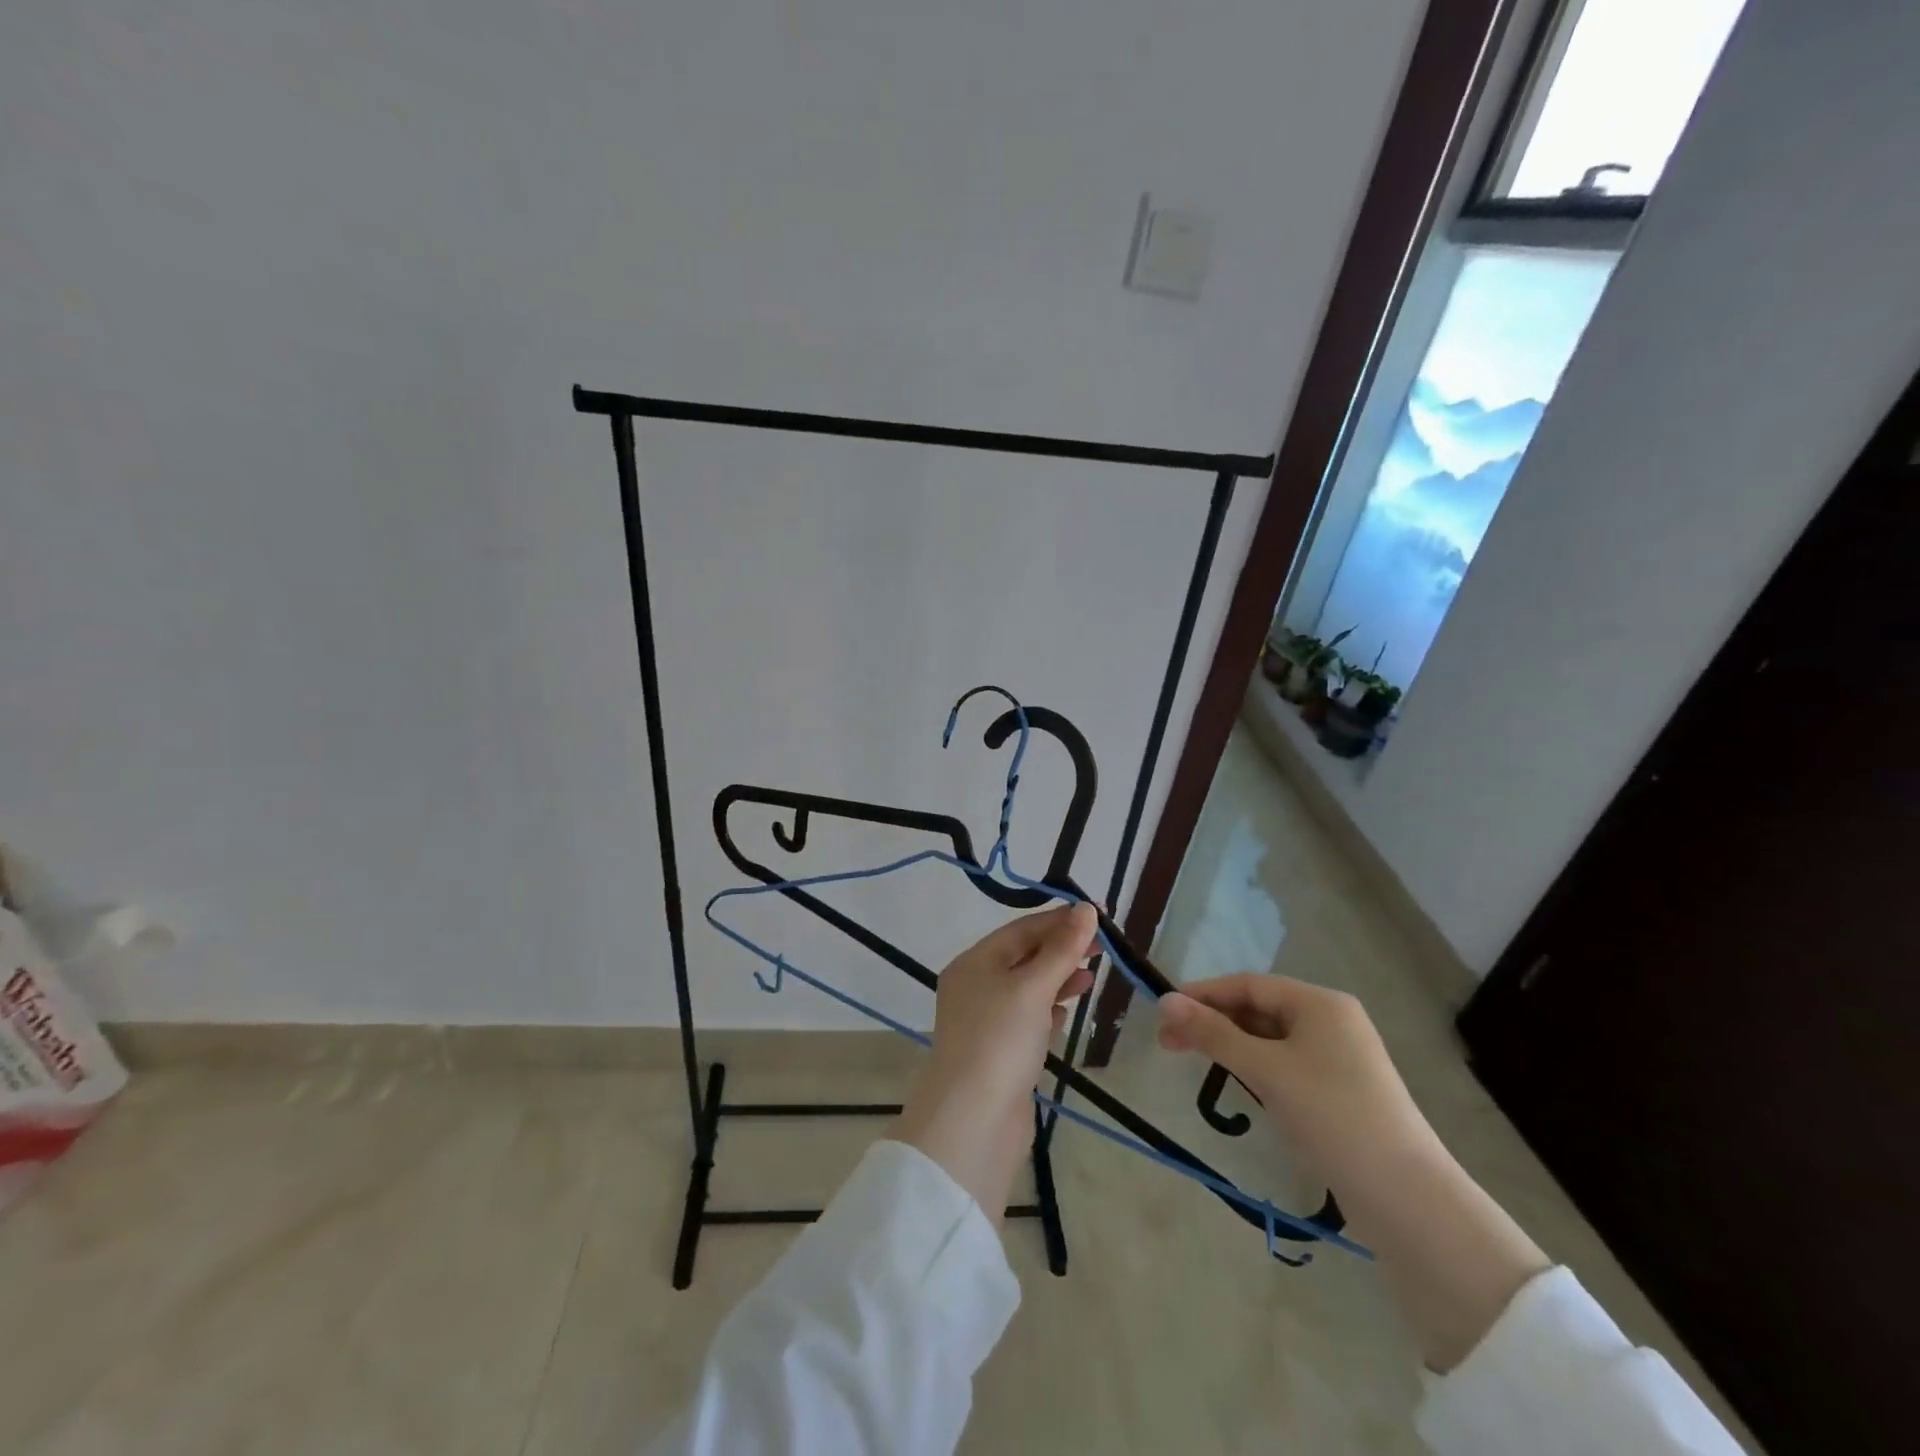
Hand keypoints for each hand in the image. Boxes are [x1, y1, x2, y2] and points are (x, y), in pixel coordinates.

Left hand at [894, 903, 1097, 1222]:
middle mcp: (976, 986)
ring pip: (1028, 988)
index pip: (1021, 929)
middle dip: (1062, 948)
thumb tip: (1086, 909)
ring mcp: (986, 1021)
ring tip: (1091, 976)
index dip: (1060, 920)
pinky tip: (1068, 1011)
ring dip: (1058, 978)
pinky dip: (1049, 1009)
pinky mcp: (1000, 1052)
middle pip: (1024, 956)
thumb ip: (1062, 949)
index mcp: (975, 962)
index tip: (1098, 915)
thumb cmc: (1001, 1040)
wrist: (974, 1121)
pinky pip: (1028, 1018)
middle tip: (1104, 946)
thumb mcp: (1033, 987)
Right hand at [1158, 974, 1548, 1371]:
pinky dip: (1255, 1066)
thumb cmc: (1332, 1116)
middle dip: (1213, 1021)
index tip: (1163, 1012)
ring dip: (1231, 1045)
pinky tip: (1237, 1082)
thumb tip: (1165, 1000)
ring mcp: (1339, 1058)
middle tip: (1168, 1043)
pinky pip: (1286, 1064)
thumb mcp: (1266, 1070)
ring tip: (1194, 1060)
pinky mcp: (1341, 1091)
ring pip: (1270, 1038)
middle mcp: (1332, 1021)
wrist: (1407, 1199)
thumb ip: (1214, 1033)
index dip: (1203, 994)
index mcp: (1320, 1003)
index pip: (1248, 985)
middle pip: (1258, 1009)